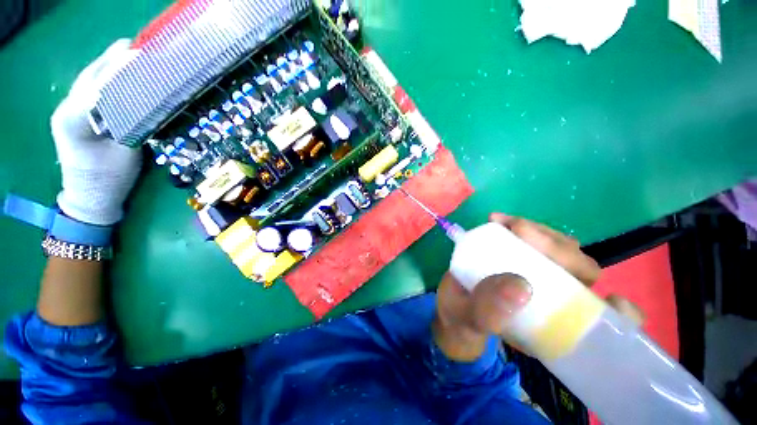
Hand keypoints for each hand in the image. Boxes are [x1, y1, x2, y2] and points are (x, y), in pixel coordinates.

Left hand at [51, 39, 141, 225]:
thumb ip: (131, 121)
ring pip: (93, 75)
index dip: (123, 68)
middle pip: (94, 72)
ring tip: (137, 52)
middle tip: (146, 48)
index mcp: (76, 116)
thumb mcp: (125, 152)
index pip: (101, 82)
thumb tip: (148, 99)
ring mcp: (71, 106)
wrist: (89, 195)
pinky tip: (126, 71)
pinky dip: (111, 74)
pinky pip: (95, 85)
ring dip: (115, 62)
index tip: (147, 58)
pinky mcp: (77, 111)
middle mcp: (69, 105)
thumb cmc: (109, 178)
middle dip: (119, 58)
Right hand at [433, 213, 642, 361]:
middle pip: (582, 270)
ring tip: (504, 223)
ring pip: (561, 249)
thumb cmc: (463, 319)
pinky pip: (533, 238)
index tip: (610, 300)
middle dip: (559, 248)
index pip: (602, 321)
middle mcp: (555, 298)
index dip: (620, 312)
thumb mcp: (471, 320)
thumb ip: (489, 311)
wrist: (452, 303)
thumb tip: (520, 285)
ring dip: (539, 232)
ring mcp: (539, 273)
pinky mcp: (521, 255)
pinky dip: (521, 226)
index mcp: (553, 326)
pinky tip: (499, 220)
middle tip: (517, 231)